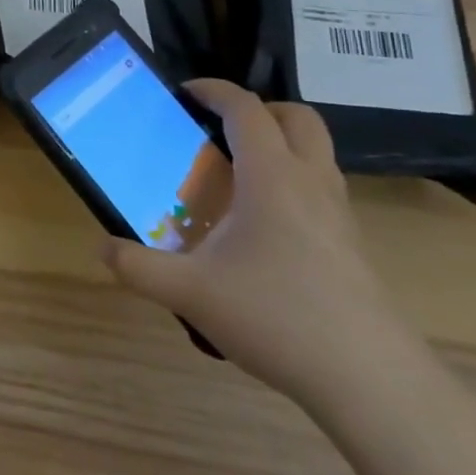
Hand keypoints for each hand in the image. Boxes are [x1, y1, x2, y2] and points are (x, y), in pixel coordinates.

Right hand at [100, 79, 412, 403]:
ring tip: (237, 173)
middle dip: (258, 109)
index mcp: (271, 176)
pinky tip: (262, 225)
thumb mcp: (190, 292)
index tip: (183, 92)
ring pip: (316, 153)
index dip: (213, 90)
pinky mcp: (353, 247)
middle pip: (297, 118)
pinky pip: (322, 189)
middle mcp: (310, 182)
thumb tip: (102, 248)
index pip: (246, 108)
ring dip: (280, 144)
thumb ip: (138, 267)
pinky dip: (293, 182)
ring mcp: (339, 215)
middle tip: (219, 128)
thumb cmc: (277, 318)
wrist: (373, 384)